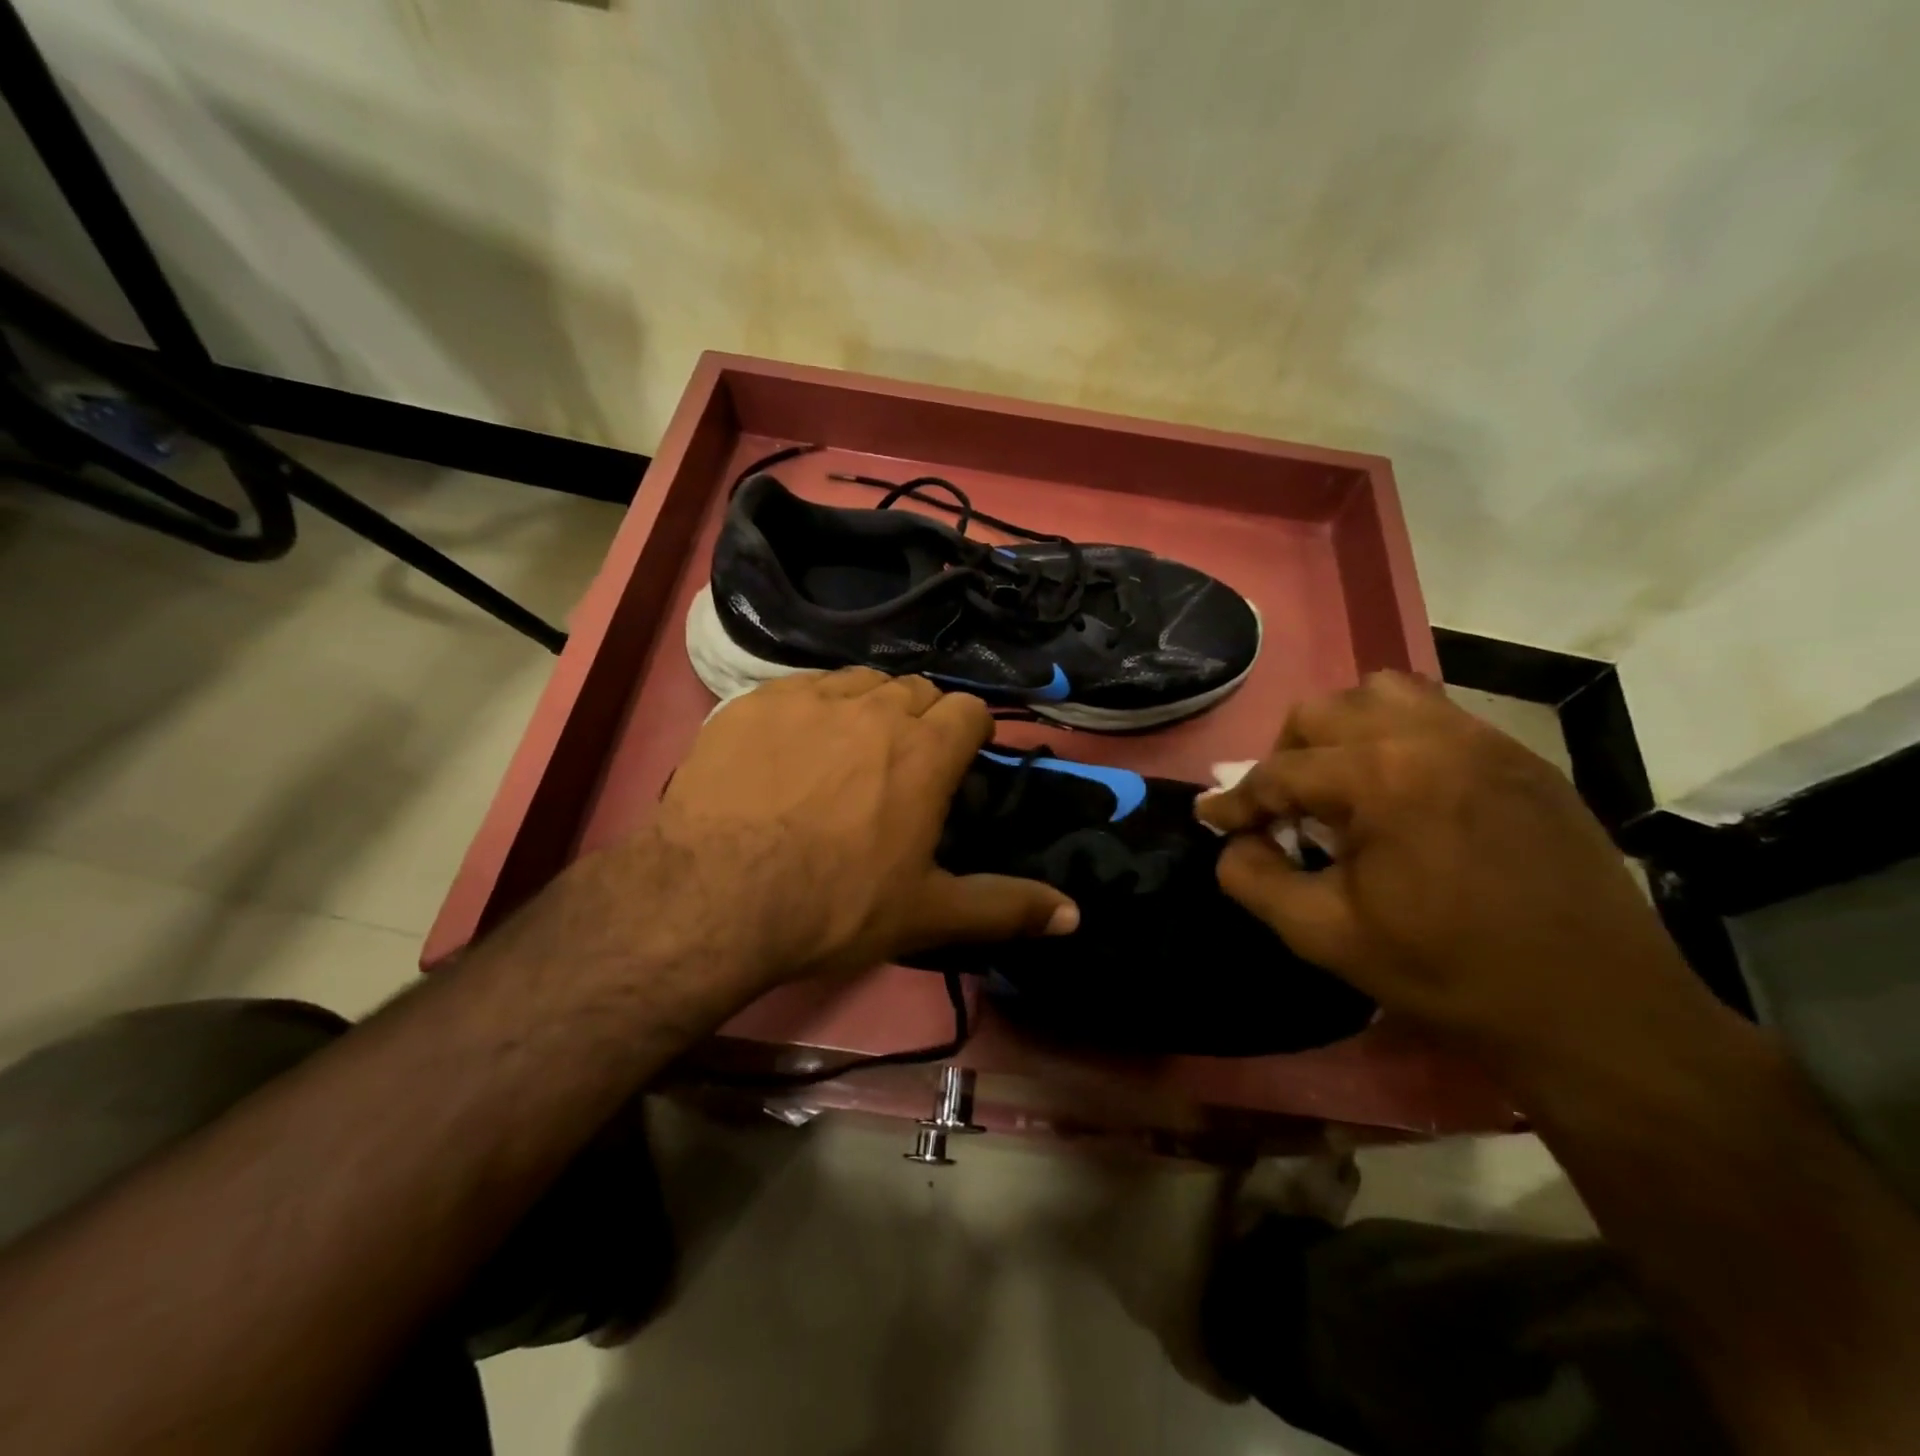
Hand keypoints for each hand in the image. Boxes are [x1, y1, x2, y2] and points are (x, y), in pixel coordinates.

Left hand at [650, 668, 1076, 986]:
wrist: (714, 896)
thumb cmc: (834, 904)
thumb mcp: (927, 913)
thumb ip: (1005, 906)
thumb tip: (1075, 915)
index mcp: (925, 750)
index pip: (969, 709)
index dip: (968, 734)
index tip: (954, 766)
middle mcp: (874, 707)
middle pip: (914, 690)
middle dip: (918, 720)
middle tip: (899, 769)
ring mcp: (809, 697)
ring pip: (857, 682)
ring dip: (865, 708)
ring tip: (845, 754)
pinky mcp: (752, 701)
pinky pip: (799, 688)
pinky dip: (809, 709)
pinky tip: (788, 750)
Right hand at [1196, 671, 1715, 1070]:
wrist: (1595, 1009)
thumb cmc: (1448, 973)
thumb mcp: (1324, 935)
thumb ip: (1254, 879)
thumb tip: (1231, 841)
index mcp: (1382, 778)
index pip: (1280, 771)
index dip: (1235, 800)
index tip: (1210, 818)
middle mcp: (1430, 738)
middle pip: (1322, 712)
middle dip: (1286, 757)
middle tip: (1284, 808)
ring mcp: (1484, 741)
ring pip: (1383, 694)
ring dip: (1344, 731)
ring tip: (1345, 785)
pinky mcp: (1522, 758)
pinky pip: (1439, 716)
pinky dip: (1399, 738)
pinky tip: (1405, 792)